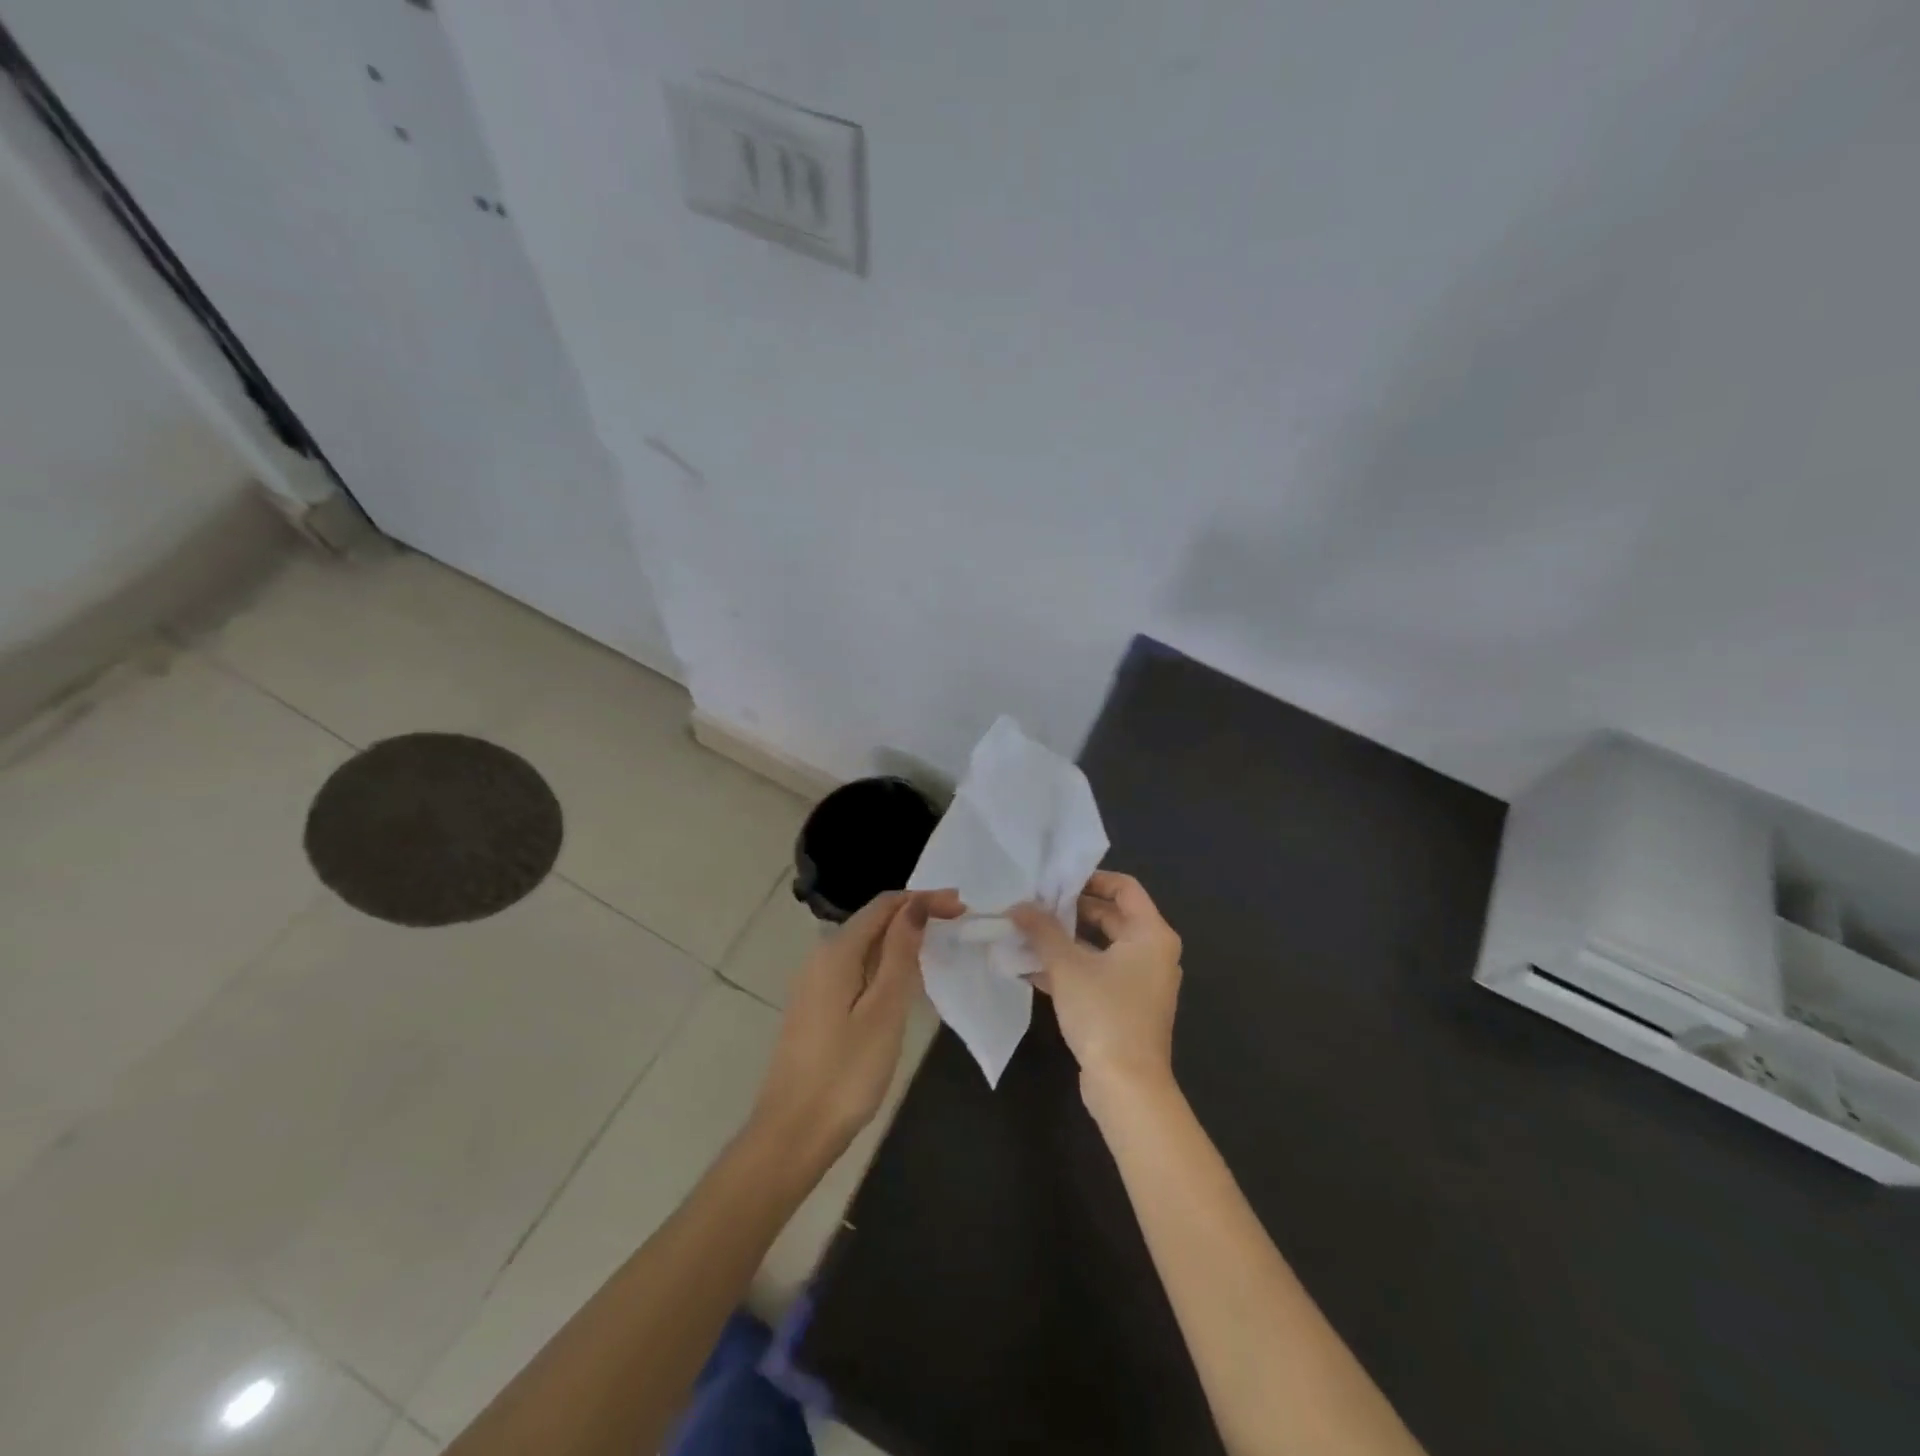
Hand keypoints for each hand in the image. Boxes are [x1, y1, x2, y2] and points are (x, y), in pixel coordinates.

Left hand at [747, 888, 962, 1177]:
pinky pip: (855, 968)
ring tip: (937, 947)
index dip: (923, 899)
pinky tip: (903, 980)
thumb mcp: (883, 1010)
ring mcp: (814, 983)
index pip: (884, 905)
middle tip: (956, 924)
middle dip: (914, 915)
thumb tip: (914, 906)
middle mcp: (820, 957)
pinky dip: (884, 963)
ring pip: (864, 945)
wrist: (792, 1133)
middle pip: (873, 920)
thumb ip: (899, 954)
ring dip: (900, 939)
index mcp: (837, 951)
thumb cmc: (846, 1072)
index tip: (961, 908)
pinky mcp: (815, 1006)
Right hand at [1009, 872, 1182, 1109]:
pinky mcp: (1127, 1006)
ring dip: (1066, 940)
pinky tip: (1032, 969)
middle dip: (1071, 910)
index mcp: (1152, 934)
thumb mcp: (1067, 966)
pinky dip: (1071, 968)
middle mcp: (1153, 953)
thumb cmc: (1104, 1013)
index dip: (1091, 878)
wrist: (1127, 1087)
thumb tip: (1018, 905)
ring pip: (1101, 947)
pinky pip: (1098, 973)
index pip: (1124, 887)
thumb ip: (1042, 930)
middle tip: (1034, 904)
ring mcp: (1141, 982)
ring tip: (1026, 933)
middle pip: (1111, 916)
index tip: (1056, 881)